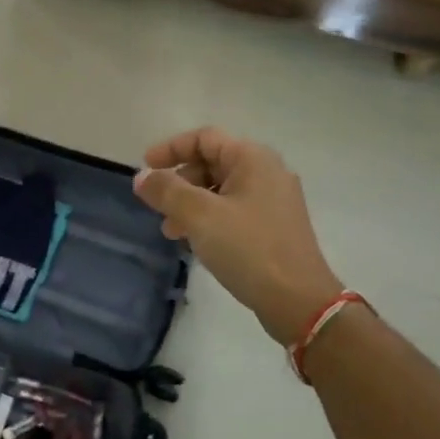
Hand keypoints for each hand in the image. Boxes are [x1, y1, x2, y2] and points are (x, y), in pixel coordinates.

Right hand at [133, 128, 341, 345]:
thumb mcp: (200, 216)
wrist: (298, 300)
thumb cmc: (248, 248)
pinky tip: (194, 242)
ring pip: (221, 189)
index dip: (171, 149)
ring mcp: (274, 200)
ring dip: (190, 203)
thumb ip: (166, 191)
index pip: (204, 138)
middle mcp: (267, 172)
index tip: (145, 168)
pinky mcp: (274, 226)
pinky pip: (233, 210)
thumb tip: (141, 176)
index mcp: (252, 159)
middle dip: (179, 181)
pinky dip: (209, 218)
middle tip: (158, 205)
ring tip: (170, 231)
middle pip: (212, 162)